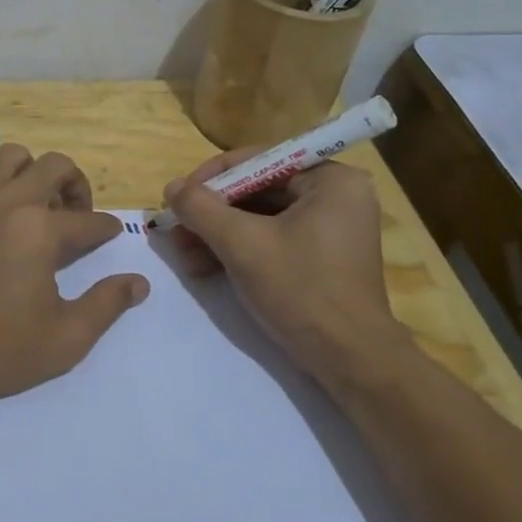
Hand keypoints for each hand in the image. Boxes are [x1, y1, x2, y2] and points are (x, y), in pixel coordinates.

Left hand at [0, 145, 150, 412]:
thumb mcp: (65, 339)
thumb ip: (107, 305)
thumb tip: (139, 282)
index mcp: (40, 231)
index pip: (89, 220)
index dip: (107, 229)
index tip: (111, 236)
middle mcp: (7, 202)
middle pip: (55, 166)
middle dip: (77, 185)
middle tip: (77, 216)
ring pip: (11, 157)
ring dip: (33, 173)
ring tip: (37, 205)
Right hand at [163, 150, 408, 385]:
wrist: (349, 360)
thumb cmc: (301, 290)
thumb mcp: (242, 244)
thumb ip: (202, 209)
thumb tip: (171, 187)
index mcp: (331, 180)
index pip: (259, 160)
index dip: (212, 177)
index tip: (179, 199)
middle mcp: (336, 196)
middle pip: (258, 190)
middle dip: (213, 213)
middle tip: (177, 230)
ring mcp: (331, 229)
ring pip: (261, 218)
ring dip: (219, 234)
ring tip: (184, 254)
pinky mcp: (322, 258)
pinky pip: (273, 239)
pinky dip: (240, 250)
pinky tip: (206, 267)